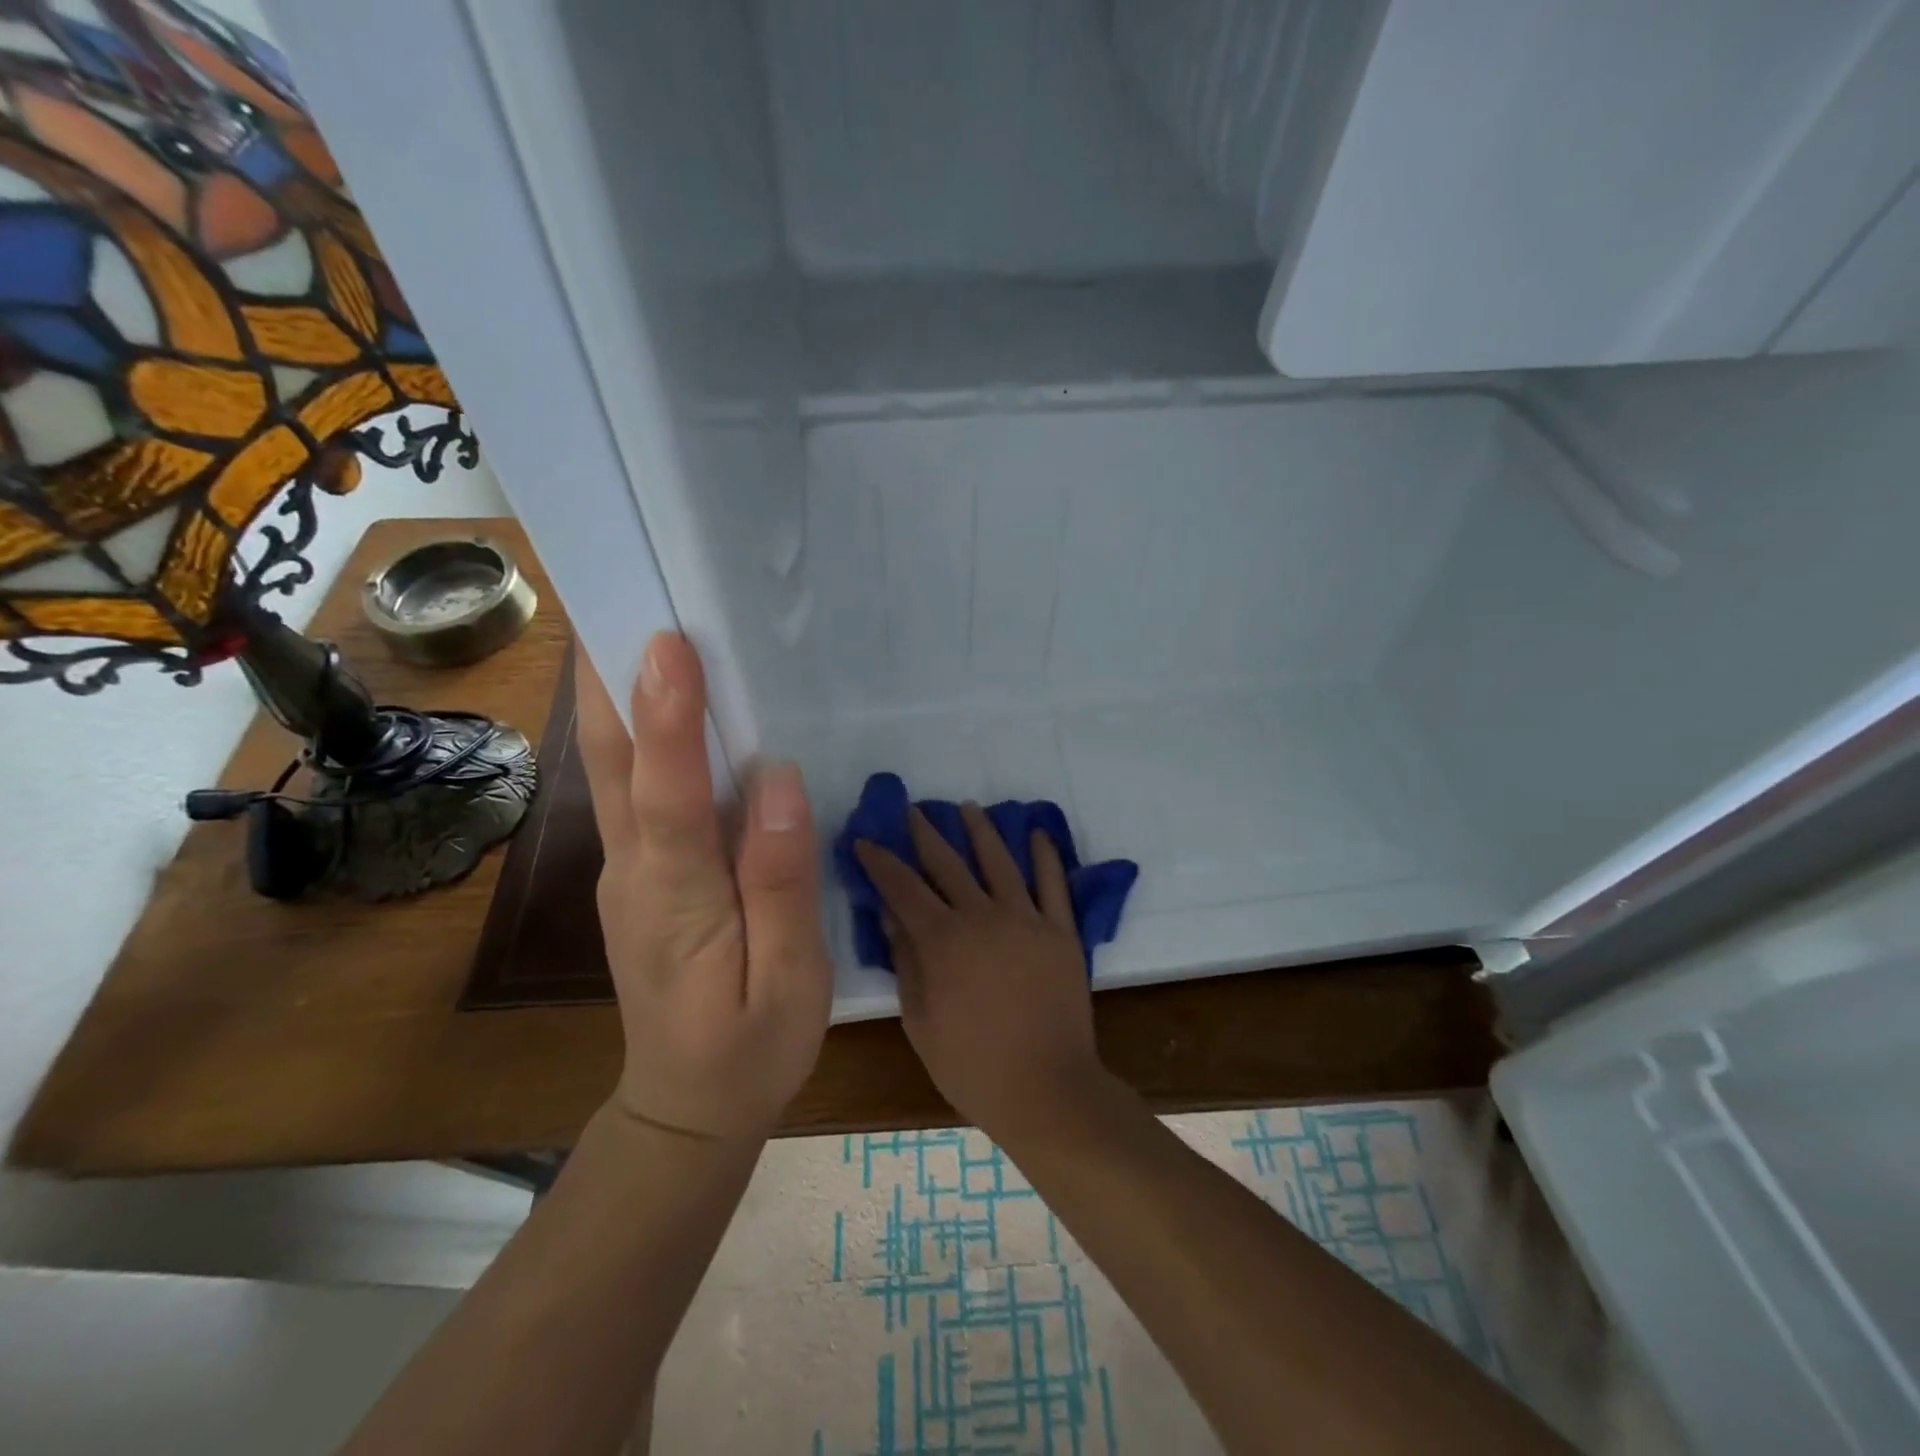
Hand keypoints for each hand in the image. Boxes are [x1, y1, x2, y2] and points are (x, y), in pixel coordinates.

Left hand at [577, 631, 830, 1141]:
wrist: (684, 1108)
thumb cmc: (749, 1049)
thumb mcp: (790, 980)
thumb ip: (781, 880)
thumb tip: (779, 782)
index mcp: (678, 899)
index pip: (667, 795)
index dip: (668, 719)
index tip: (669, 645)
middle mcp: (635, 871)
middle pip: (614, 764)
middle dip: (612, 679)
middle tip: (621, 597)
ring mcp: (627, 870)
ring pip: (614, 771)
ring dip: (616, 696)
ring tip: (632, 623)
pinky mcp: (638, 873)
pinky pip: (632, 791)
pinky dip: (638, 735)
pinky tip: (663, 702)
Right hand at [855, 805, 1104, 1138]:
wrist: (1046, 1089)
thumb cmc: (972, 1065)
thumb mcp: (920, 1020)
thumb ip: (906, 962)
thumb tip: (889, 915)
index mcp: (942, 940)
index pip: (902, 887)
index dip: (881, 861)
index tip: (866, 839)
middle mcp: (982, 916)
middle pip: (947, 863)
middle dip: (925, 833)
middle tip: (912, 809)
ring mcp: (1026, 919)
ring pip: (999, 860)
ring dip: (981, 829)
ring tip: (967, 807)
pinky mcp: (1061, 930)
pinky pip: (1053, 883)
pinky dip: (1045, 855)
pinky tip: (1037, 833)